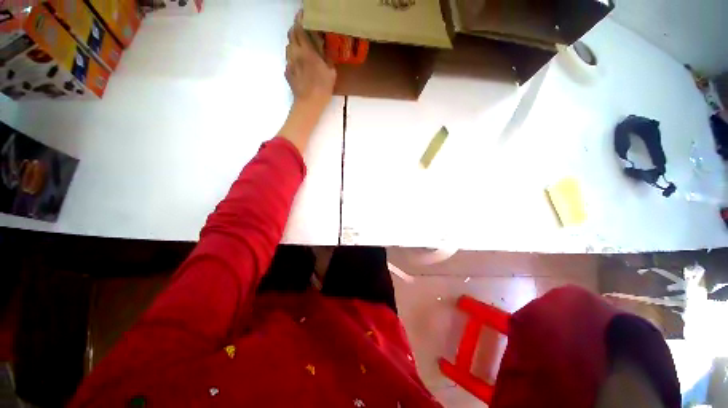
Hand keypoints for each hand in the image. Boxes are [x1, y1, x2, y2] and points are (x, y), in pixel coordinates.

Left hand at [285, 12, 335, 111]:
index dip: (300, 19)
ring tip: (302, 47)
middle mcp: (295, 54)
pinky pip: (289, 60)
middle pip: (291, 34)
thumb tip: (324, 51)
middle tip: (303, 29)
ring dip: (294, 43)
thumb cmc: (322, 88)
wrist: (309, 103)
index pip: (299, 29)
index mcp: (306, 52)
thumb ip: (327, 59)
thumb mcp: (331, 73)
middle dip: (296, 29)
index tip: (303, 14)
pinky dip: (293, 57)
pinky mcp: (287, 72)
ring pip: (288, 46)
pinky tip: (300, 64)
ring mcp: (289, 63)